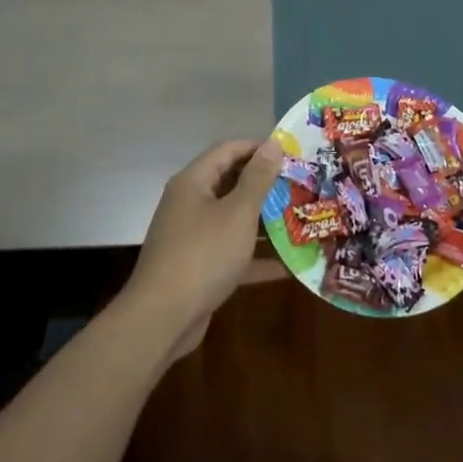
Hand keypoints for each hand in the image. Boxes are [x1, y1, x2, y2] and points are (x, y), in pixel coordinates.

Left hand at [121, 138, 283, 363]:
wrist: (162, 318)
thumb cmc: (203, 255)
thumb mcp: (237, 213)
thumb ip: (257, 179)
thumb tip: (273, 144)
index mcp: (194, 182)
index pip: (228, 150)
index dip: (259, 148)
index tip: (292, 154)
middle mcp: (189, 203)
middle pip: (230, 182)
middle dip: (265, 184)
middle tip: (300, 186)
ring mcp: (192, 236)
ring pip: (232, 218)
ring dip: (263, 220)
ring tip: (299, 218)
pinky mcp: (198, 266)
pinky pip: (231, 252)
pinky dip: (255, 256)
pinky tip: (287, 266)